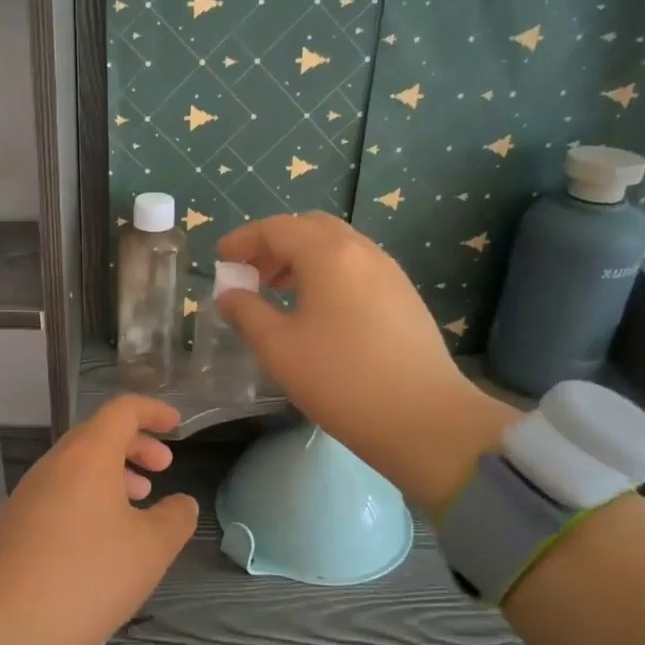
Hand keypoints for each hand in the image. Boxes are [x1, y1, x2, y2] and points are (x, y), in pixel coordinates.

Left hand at [0, 396, 197, 644]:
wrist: (7, 630)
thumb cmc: (89, 578)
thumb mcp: (151, 550)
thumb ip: (175, 518)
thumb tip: (181, 504)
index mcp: (87, 456)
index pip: (122, 410)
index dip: (153, 412)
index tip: (177, 427)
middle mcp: (53, 465)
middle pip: (97, 434)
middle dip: (135, 445)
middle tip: (162, 469)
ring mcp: (28, 493)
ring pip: (76, 465)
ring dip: (112, 473)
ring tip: (138, 503)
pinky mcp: (15, 523)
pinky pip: (59, 492)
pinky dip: (88, 496)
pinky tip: (103, 535)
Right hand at [216, 212, 517, 509]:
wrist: (423, 417)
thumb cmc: (340, 379)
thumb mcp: (278, 348)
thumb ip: (247, 313)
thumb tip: (230, 295)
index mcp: (328, 255)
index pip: (277, 228)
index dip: (244, 240)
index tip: (222, 259)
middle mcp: (362, 251)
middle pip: (310, 228)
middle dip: (274, 243)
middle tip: (251, 273)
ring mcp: (389, 272)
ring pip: (337, 246)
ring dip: (302, 258)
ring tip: (279, 291)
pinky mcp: (404, 296)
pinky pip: (356, 267)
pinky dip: (327, 272)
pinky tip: (317, 309)